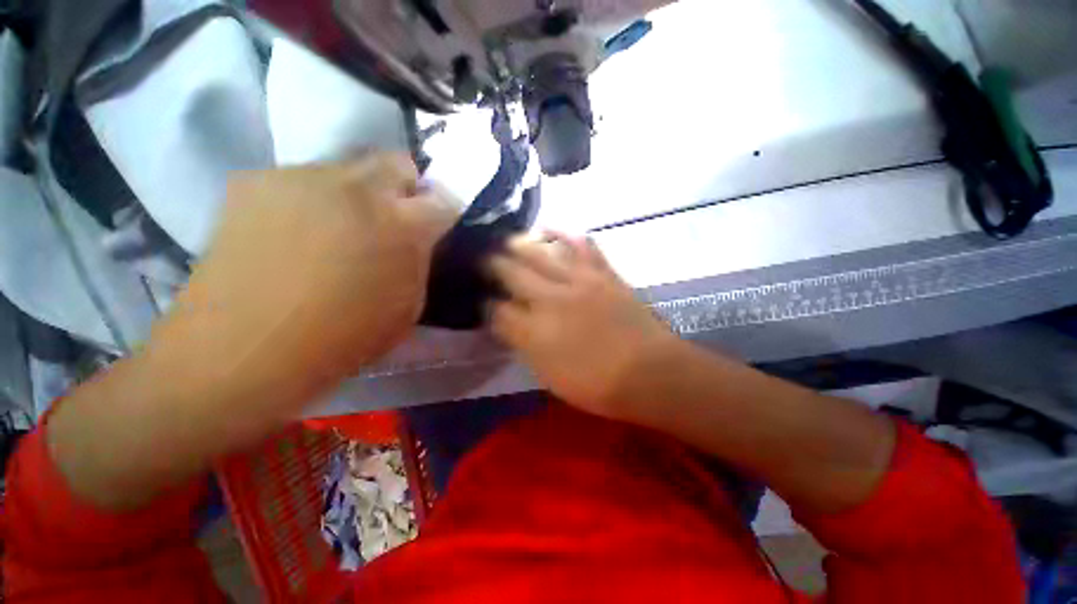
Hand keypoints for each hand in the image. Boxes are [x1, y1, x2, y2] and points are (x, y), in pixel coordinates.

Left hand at [170, 154, 458, 389]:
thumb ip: (418, 262)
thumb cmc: (343, 337)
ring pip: (347, 168)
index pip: (443, 198)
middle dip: (403, 187)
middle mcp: (358, 188)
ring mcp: (303, 178)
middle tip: (391, 218)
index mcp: (403, 225)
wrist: (244, 349)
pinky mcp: (256, 181)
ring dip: (354, 193)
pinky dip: (309, 199)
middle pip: (397, 162)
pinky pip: (300, 180)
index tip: (434, 225)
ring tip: (335, 230)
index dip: (443, 211)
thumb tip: (416, 240)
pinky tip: (293, 232)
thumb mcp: (408, 307)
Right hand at [489, 233, 677, 418]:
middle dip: (492, 265)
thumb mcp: (550, 377)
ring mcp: (579, 281)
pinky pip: (580, 245)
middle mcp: (550, 299)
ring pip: (540, 253)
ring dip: (519, 244)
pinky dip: (563, 233)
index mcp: (535, 331)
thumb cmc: (598, 385)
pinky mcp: (602, 274)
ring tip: (506, 241)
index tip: (483, 302)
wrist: (650, 373)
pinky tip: (549, 227)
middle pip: (512, 273)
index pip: (497, 310)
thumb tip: (509, 326)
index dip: (486, 305)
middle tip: (483, 260)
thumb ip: (525, 347)